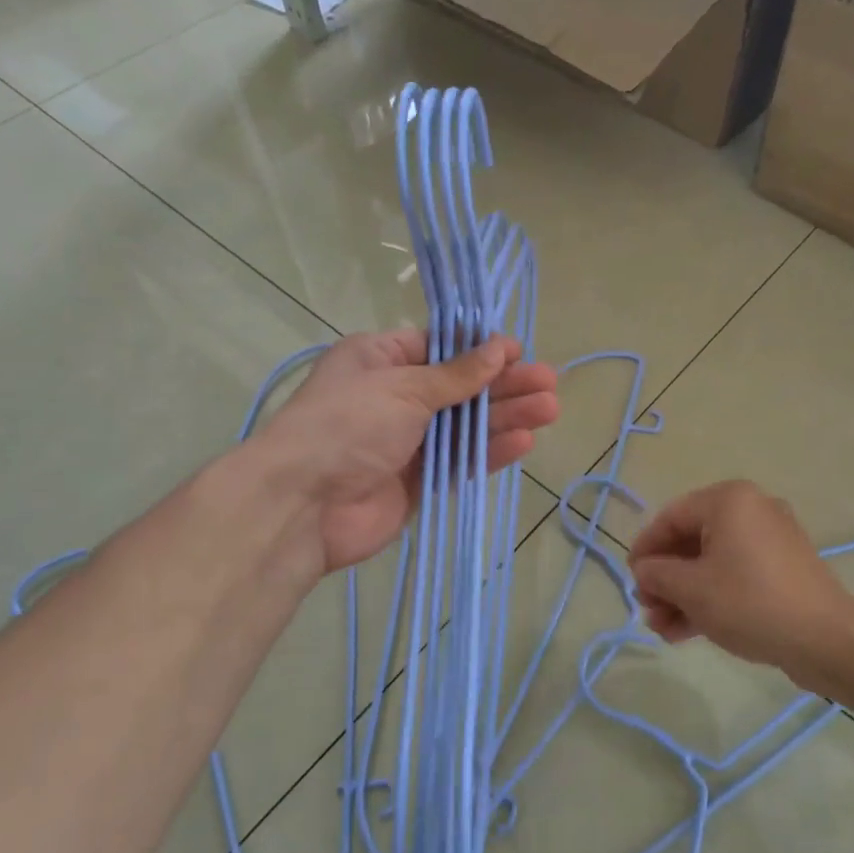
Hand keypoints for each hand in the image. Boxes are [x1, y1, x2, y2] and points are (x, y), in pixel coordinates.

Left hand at [259, 330, 558, 573]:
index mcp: (379, 360)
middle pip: (459, 386)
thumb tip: (499, 348)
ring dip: (505, 417)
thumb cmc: (348, 424)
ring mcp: (406, 442)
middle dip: (503, 384)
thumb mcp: (404, 387)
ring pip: (465, 425)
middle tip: (549, 383)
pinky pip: (459, 461)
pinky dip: (488, 451)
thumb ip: (457, 374)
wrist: (304, 505)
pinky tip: (523, 442)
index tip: (518, 352)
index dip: (479, 349)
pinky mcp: (417, 481)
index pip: (438, 347)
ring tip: (550, 409)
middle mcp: (393, 397)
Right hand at [628, 481, 853, 691]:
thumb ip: (657, 574)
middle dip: (665, 579)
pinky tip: (687, 631)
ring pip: (712, 563)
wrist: (824, 640)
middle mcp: (751, 510)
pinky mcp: (783, 569)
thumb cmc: (749, 602)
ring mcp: (771, 540)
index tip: (631, 578)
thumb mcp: (691, 589)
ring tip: (663, 629)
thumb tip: (645, 570)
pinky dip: (711, 597)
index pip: (671, 517)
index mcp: (729, 500)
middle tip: (648, 609)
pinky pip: (735, 575)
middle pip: (692, 541)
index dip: (645, 548)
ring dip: (683, 594)